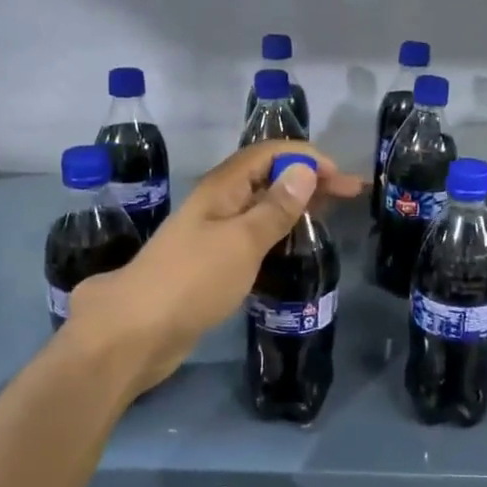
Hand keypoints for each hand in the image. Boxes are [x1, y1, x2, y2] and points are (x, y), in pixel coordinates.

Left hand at [69, 140, 362, 393]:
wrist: (136, 333)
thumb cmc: (192, 281)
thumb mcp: (241, 241)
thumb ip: (275, 208)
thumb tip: (304, 170)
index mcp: (222, 188)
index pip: (269, 154)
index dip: (307, 157)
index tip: (343, 179)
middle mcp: (217, 203)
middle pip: (267, 177)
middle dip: (308, 179)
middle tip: (349, 196)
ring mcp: (212, 233)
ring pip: (260, 207)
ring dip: (295, 205)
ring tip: (330, 215)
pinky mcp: (212, 263)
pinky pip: (253, 235)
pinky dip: (279, 232)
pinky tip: (295, 246)